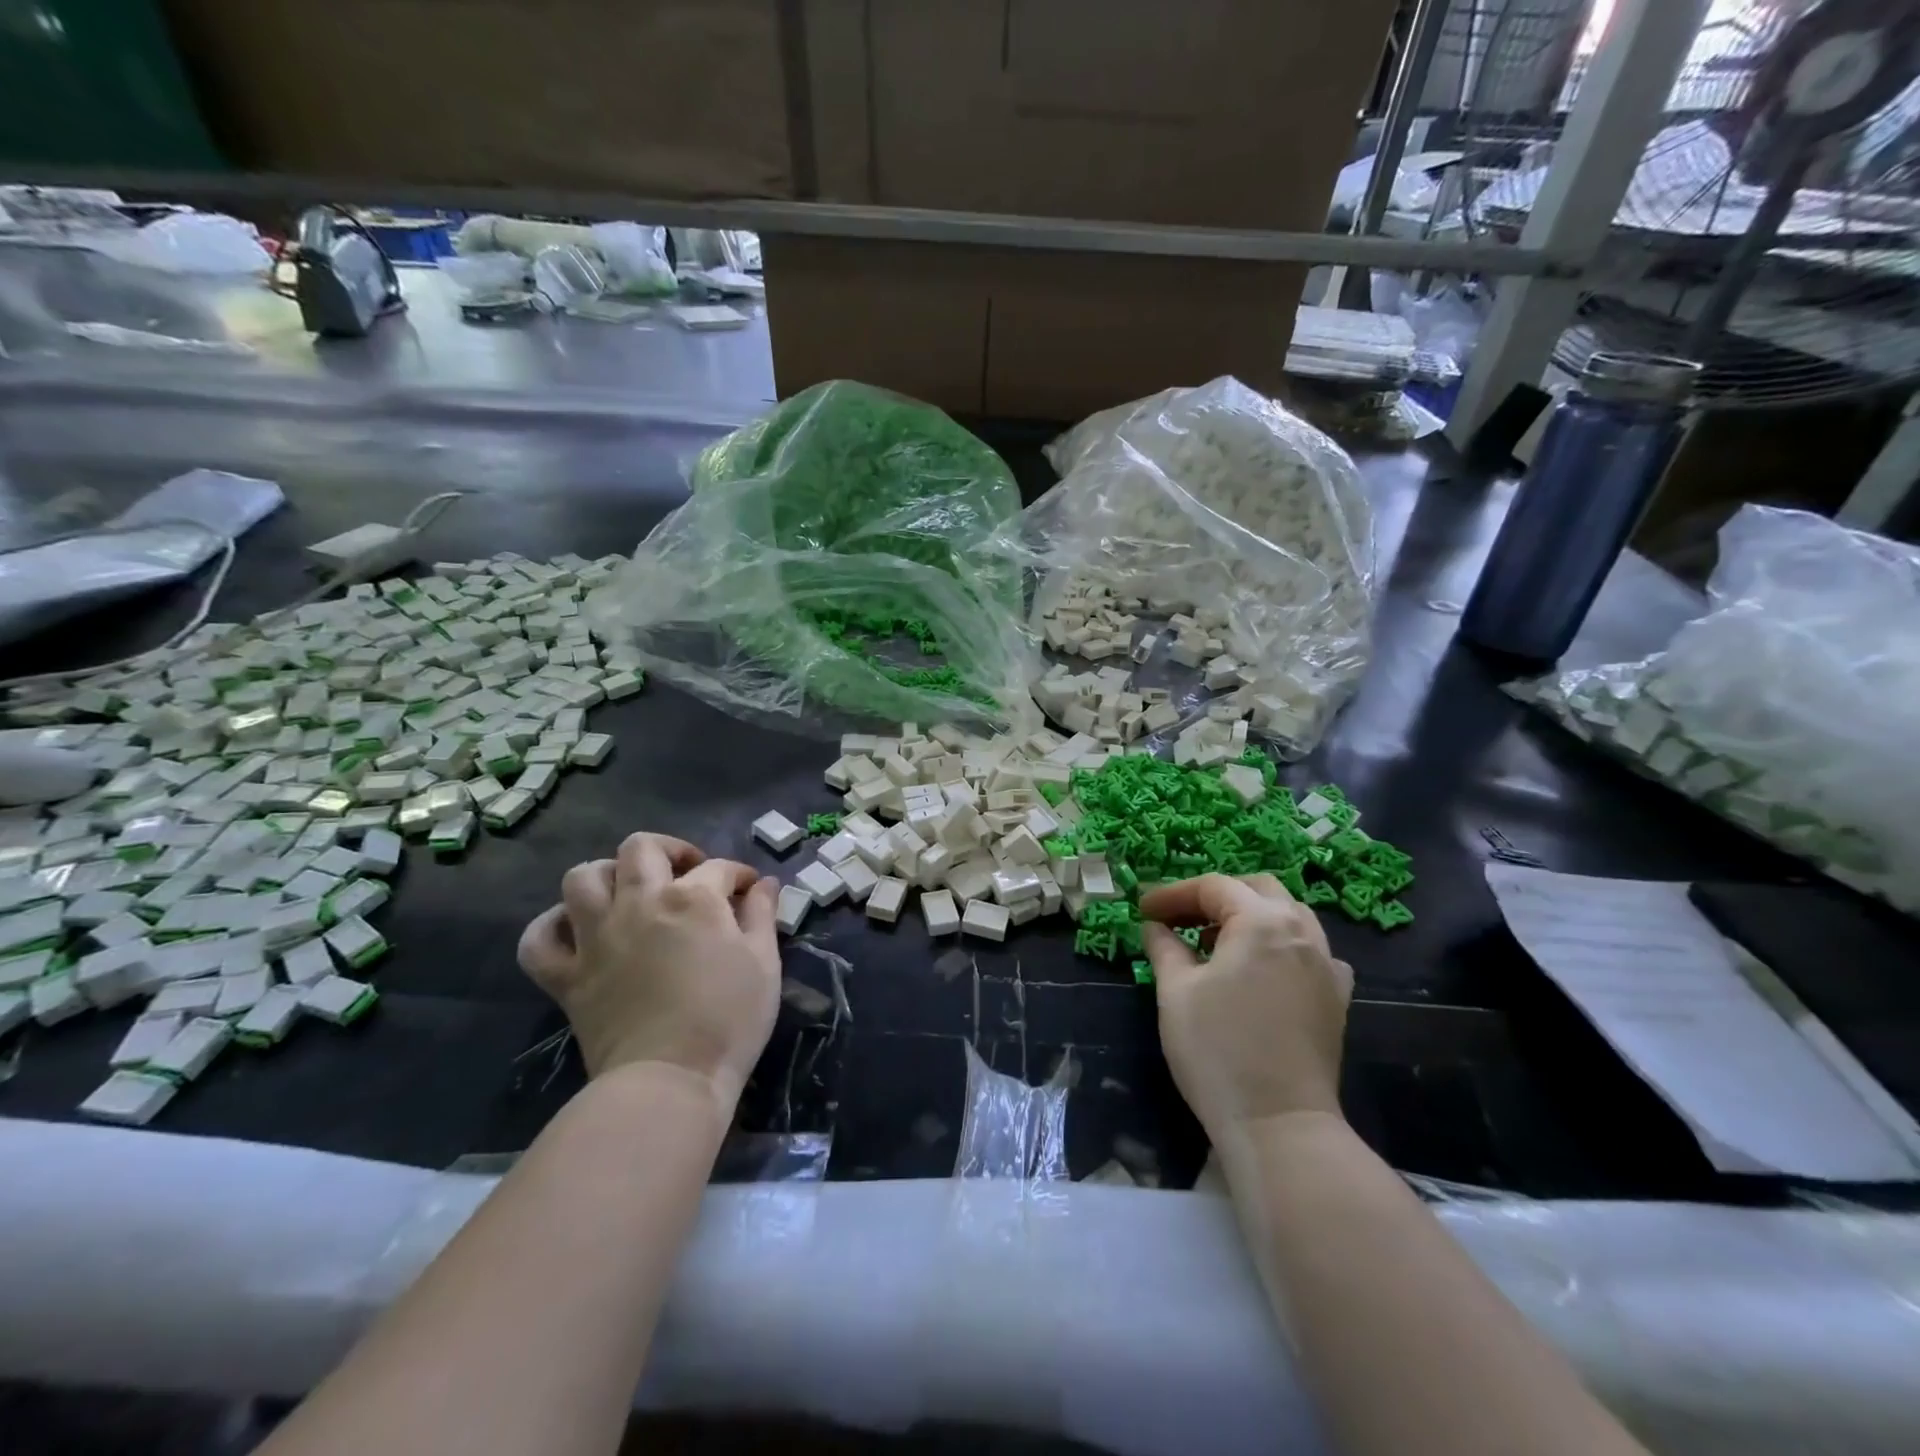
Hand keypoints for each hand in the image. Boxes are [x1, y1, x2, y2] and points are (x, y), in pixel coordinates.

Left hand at [517, 833, 781, 1106]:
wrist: (670, 1081)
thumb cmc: (729, 1020)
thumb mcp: (764, 963)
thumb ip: (762, 915)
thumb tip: (764, 884)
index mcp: (692, 898)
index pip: (718, 867)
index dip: (739, 875)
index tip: (750, 891)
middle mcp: (639, 903)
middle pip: (641, 848)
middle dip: (670, 850)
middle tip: (688, 874)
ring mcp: (596, 938)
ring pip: (582, 877)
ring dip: (608, 875)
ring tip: (629, 892)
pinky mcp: (567, 977)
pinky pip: (539, 938)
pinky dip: (553, 926)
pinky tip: (575, 930)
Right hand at [1141, 874, 1352, 1134]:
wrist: (1279, 1124)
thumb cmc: (1218, 1050)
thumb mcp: (1175, 992)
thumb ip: (1164, 947)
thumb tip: (1156, 927)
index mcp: (1261, 922)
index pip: (1213, 887)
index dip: (1173, 894)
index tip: (1142, 910)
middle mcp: (1301, 932)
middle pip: (1257, 890)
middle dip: (1214, 896)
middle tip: (1179, 919)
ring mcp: (1326, 965)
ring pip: (1289, 915)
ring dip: (1249, 916)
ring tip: (1216, 941)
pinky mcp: (1336, 998)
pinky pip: (1311, 950)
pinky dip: (1281, 945)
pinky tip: (1262, 969)